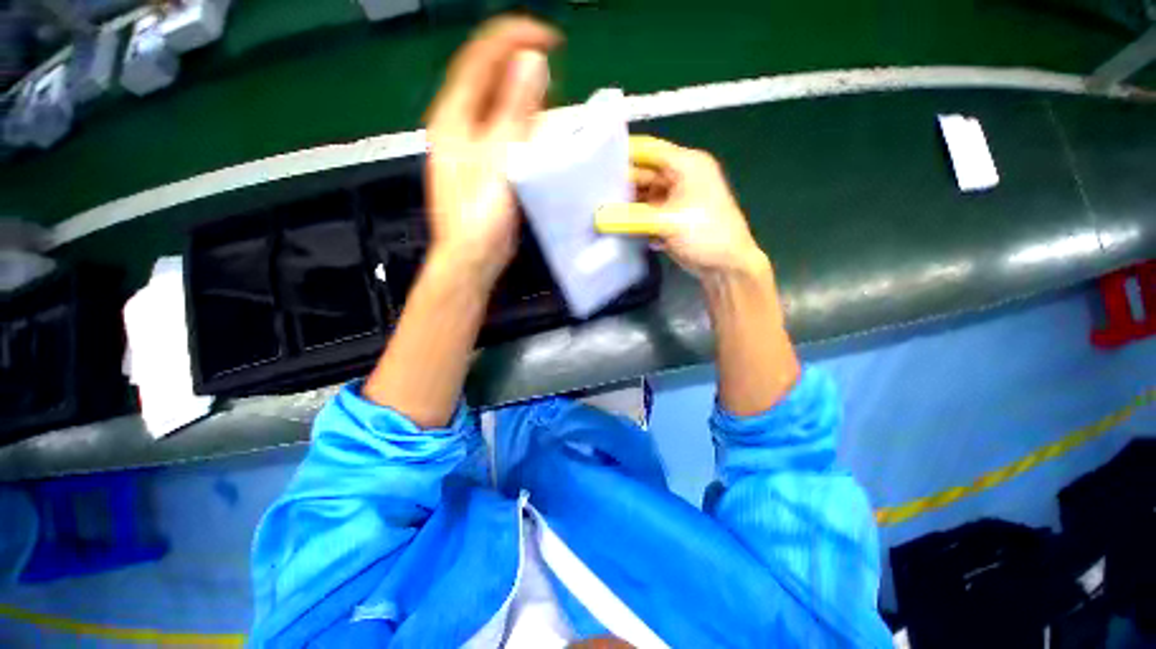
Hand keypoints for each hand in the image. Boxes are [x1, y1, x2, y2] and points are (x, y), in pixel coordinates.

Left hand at [424, 17, 558, 286]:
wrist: (473, 257)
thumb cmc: (481, 215)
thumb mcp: (498, 161)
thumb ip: (514, 111)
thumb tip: (531, 62)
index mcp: (454, 116)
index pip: (481, 57)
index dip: (514, 38)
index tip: (551, 40)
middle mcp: (458, 124)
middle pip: (489, 79)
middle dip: (522, 67)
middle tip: (557, 73)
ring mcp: (471, 146)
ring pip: (498, 106)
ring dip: (526, 97)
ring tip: (554, 99)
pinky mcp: (485, 165)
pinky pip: (505, 133)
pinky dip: (525, 126)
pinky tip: (542, 133)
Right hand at [595, 135, 767, 278]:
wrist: (725, 266)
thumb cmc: (705, 234)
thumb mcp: (667, 222)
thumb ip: (631, 218)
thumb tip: (597, 217)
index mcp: (686, 165)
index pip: (648, 150)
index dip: (623, 153)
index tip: (594, 161)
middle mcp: (680, 177)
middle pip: (643, 173)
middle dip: (620, 183)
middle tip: (591, 191)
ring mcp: (674, 199)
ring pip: (643, 195)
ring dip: (625, 204)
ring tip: (598, 209)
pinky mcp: (669, 218)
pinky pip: (646, 212)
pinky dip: (633, 218)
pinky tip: (616, 224)